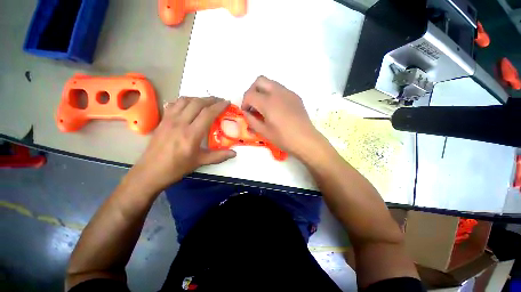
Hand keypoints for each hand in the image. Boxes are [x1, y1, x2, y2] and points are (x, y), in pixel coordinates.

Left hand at [129, 97, 235, 192]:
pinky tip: (189, 105)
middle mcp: (180, 123)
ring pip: (185, 101)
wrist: (150, 171)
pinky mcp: (162, 120)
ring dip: (198, 98)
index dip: (219, 106)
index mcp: (191, 134)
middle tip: (220, 100)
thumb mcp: (200, 162)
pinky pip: (174, 104)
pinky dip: (184, 101)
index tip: (227, 102)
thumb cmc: (177, 167)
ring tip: (207, 101)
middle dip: (211, 99)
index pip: (208, 114)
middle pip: (197, 103)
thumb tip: (234, 153)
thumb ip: (219, 156)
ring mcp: (169, 120)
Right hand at [241, 76, 322, 157]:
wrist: (305, 140)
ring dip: (263, 91)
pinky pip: (281, 89)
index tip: (246, 112)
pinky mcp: (295, 96)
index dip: (244, 103)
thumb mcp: (263, 132)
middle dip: (252, 91)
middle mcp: (278, 92)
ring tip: (264, 107)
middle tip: (253, 104)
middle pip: (260, 80)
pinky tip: (276, 108)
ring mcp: (288, 93)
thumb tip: (246, 113)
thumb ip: (251, 120)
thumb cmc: (283, 138)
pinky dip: (273, 94)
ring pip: (271, 83)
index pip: (250, 94)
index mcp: (268, 102)